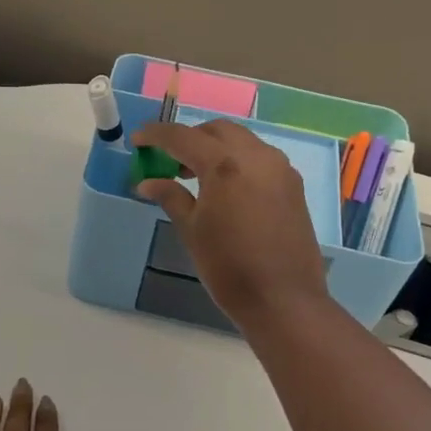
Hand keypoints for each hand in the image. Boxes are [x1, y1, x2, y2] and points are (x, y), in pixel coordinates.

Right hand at [131, 120, 331, 329]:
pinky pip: (260, 158)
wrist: (283, 300)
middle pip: (216, 130)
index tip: (137, 141)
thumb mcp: (192, 231)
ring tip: (195, 175)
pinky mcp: (293, 184)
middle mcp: (256, 156)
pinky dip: (237, 160)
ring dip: (215, 147)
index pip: (182, 136)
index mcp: (225, 165)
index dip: (155, 135)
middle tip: (168, 160)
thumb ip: (171, 197)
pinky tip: (226, 188)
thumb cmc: (228, 268)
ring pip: (242, 140)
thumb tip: (147, 182)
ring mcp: (279, 168)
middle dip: (189, 138)